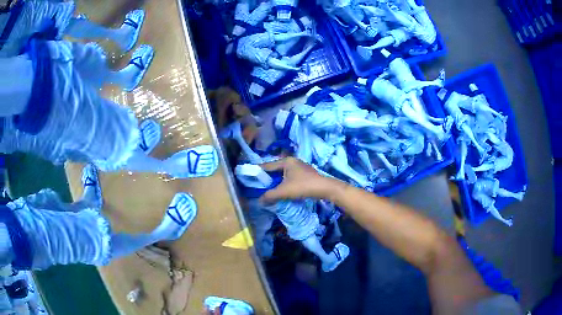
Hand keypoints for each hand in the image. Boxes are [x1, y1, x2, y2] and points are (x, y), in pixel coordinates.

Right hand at [259, 157, 344, 203]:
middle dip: (268, 177)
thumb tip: (259, 201)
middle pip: (275, 169)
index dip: (258, 171)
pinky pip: (290, 176)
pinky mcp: (305, 173)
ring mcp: (300, 166)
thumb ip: (270, 195)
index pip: (267, 165)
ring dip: (276, 180)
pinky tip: (283, 189)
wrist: (325, 188)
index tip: (250, 176)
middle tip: (259, 185)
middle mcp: (292, 161)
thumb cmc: (303, 186)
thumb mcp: (284, 192)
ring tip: (269, 188)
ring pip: (283, 173)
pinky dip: (284, 182)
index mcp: (286, 161)